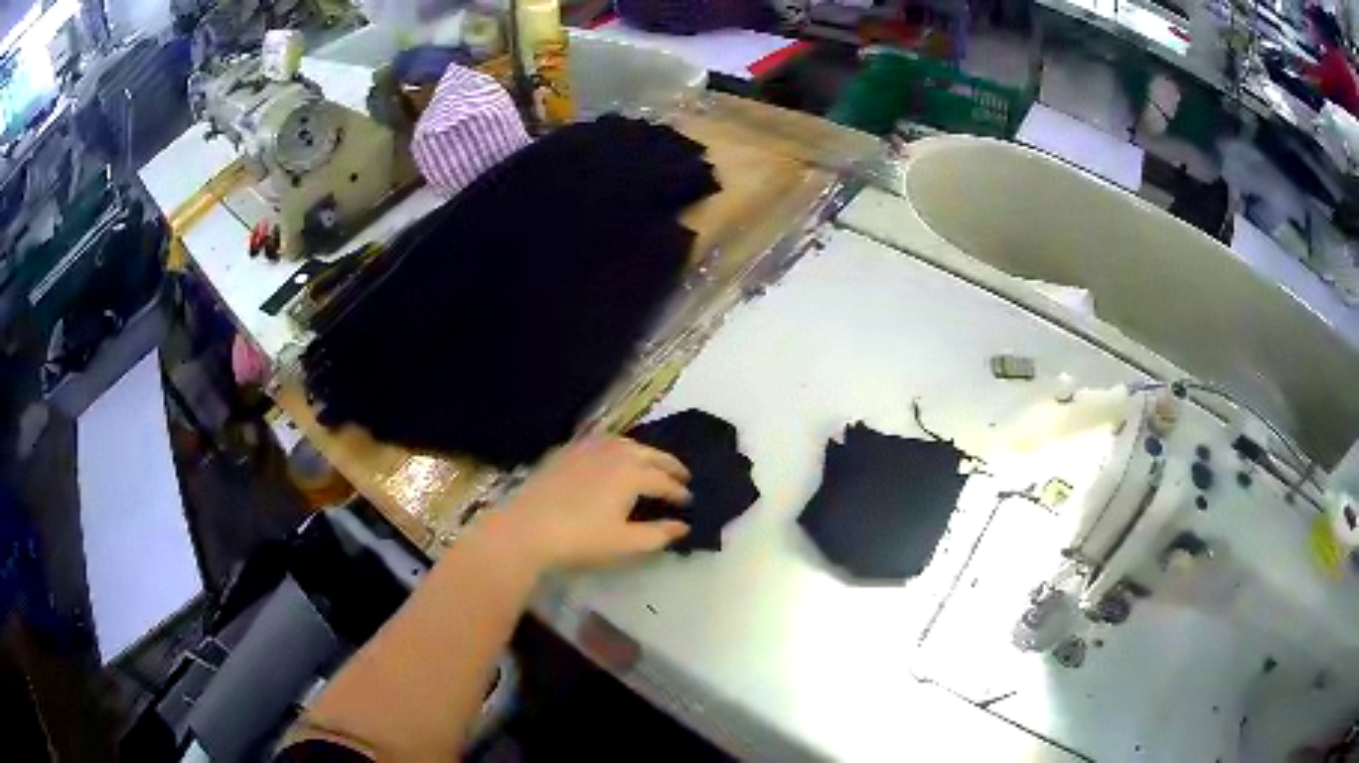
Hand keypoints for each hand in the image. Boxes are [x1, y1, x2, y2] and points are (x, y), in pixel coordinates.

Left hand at [487, 435, 691, 569]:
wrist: (528, 528)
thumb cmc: (581, 539)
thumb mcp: (625, 543)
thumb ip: (658, 534)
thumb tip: (683, 526)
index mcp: (633, 473)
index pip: (665, 481)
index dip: (680, 492)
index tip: (689, 502)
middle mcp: (615, 452)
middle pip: (651, 454)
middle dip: (669, 465)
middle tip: (683, 476)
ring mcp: (589, 447)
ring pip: (626, 444)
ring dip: (645, 453)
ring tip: (652, 465)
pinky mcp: (567, 450)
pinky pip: (602, 443)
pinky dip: (617, 450)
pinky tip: (613, 461)